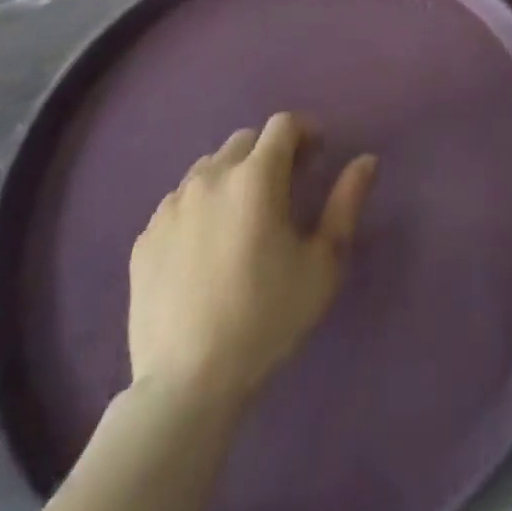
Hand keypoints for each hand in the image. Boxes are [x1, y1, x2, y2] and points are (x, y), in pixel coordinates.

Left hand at [128, 112, 377, 410]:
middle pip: (244, 141)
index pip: (282, 125)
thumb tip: (366, 160)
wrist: (187, 385)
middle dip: (269, 153)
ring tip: (243, 218)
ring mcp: (171, 207)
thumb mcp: (324, 263)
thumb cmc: (267, 318)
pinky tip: (208, 248)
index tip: (316, 159)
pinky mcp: (144, 238)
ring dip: (233, 177)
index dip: (305, 132)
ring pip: (208, 169)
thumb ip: (346, 202)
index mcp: (256, 177)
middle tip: (284, 189)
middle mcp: (210, 178)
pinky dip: (200, 208)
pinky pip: (179, 203)